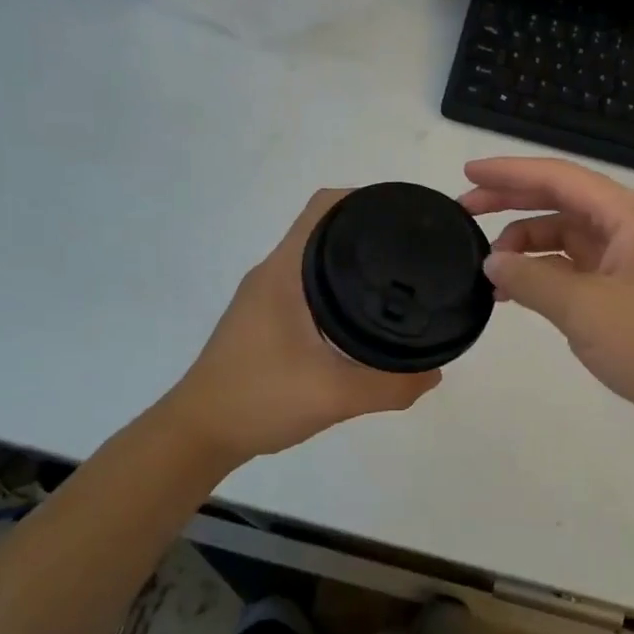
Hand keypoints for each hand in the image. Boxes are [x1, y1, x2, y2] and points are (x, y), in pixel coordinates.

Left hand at [163, 190, 441, 468]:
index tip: (404, 214)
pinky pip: (307, 284)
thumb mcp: (333, 396)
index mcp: (284, 272)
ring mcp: (265, 296)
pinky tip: (361, 315)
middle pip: (324, 228)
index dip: (365, 198)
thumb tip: (435, 373)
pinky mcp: (263, 318)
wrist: (198, 435)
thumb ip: (390, 386)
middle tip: (413, 249)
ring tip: (397, 277)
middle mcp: (273, 273)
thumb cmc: (258, 400)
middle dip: (368, 229)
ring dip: (351, 260)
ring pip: (314, 259)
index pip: (324, 207)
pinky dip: (336, 286)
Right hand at [459, 157, 633, 446]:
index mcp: (628, 216)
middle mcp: (629, 229)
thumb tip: (492, 261)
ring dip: (526, 248)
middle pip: (560, 203)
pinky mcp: (628, 294)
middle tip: (464, 212)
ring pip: (566, 240)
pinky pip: (576, 271)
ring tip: (488, 270)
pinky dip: (545, 277)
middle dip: (511, 204)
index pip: (559, 178)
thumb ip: (531, 279)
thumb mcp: (585, 309)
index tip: (467, 175)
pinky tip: (517, 293)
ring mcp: (630, 262)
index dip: (509, 173)